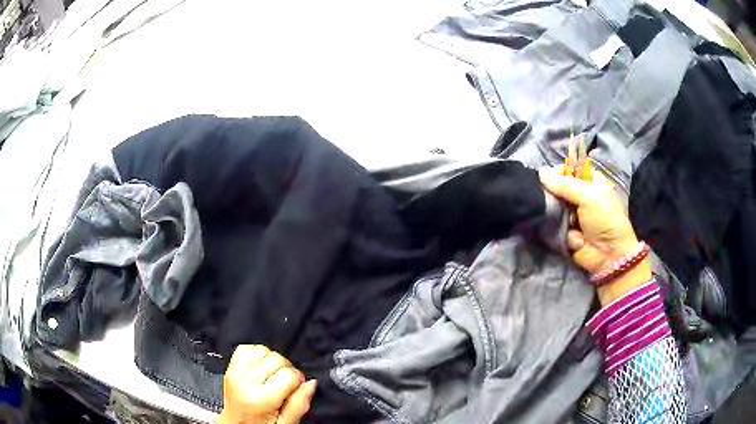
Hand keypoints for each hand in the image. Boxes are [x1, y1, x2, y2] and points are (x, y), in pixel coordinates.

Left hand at [218, 345, 316, 423]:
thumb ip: (299, 405)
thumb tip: (311, 383)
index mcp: (259, 399)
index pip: (290, 374)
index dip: (298, 381)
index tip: (295, 391)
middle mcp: (244, 382)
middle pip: (277, 358)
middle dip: (286, 370)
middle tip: (284, 386)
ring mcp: (234, 372)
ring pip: (263, 350)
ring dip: (271, 361)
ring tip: (271, 378)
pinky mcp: (229, 367)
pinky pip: (247, 348)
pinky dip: (257, 355)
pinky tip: (261, 369)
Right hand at [539, 166, 650, 304]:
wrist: (609, 255)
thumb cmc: (604, 219)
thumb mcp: (588, 197)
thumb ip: (565, 184)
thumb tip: (541, 173)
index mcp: (591, 181)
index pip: (569, 169)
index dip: (557, 172)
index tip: (545, 178)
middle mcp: (582, 195)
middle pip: (559, 188)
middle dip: (554, 194)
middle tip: (551, 200)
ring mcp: (574, 214)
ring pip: (555, 207)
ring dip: (559, 215)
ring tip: (569, 222)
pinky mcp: (568, 231)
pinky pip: (557, 226)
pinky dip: (564, 231)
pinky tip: (575, 237)